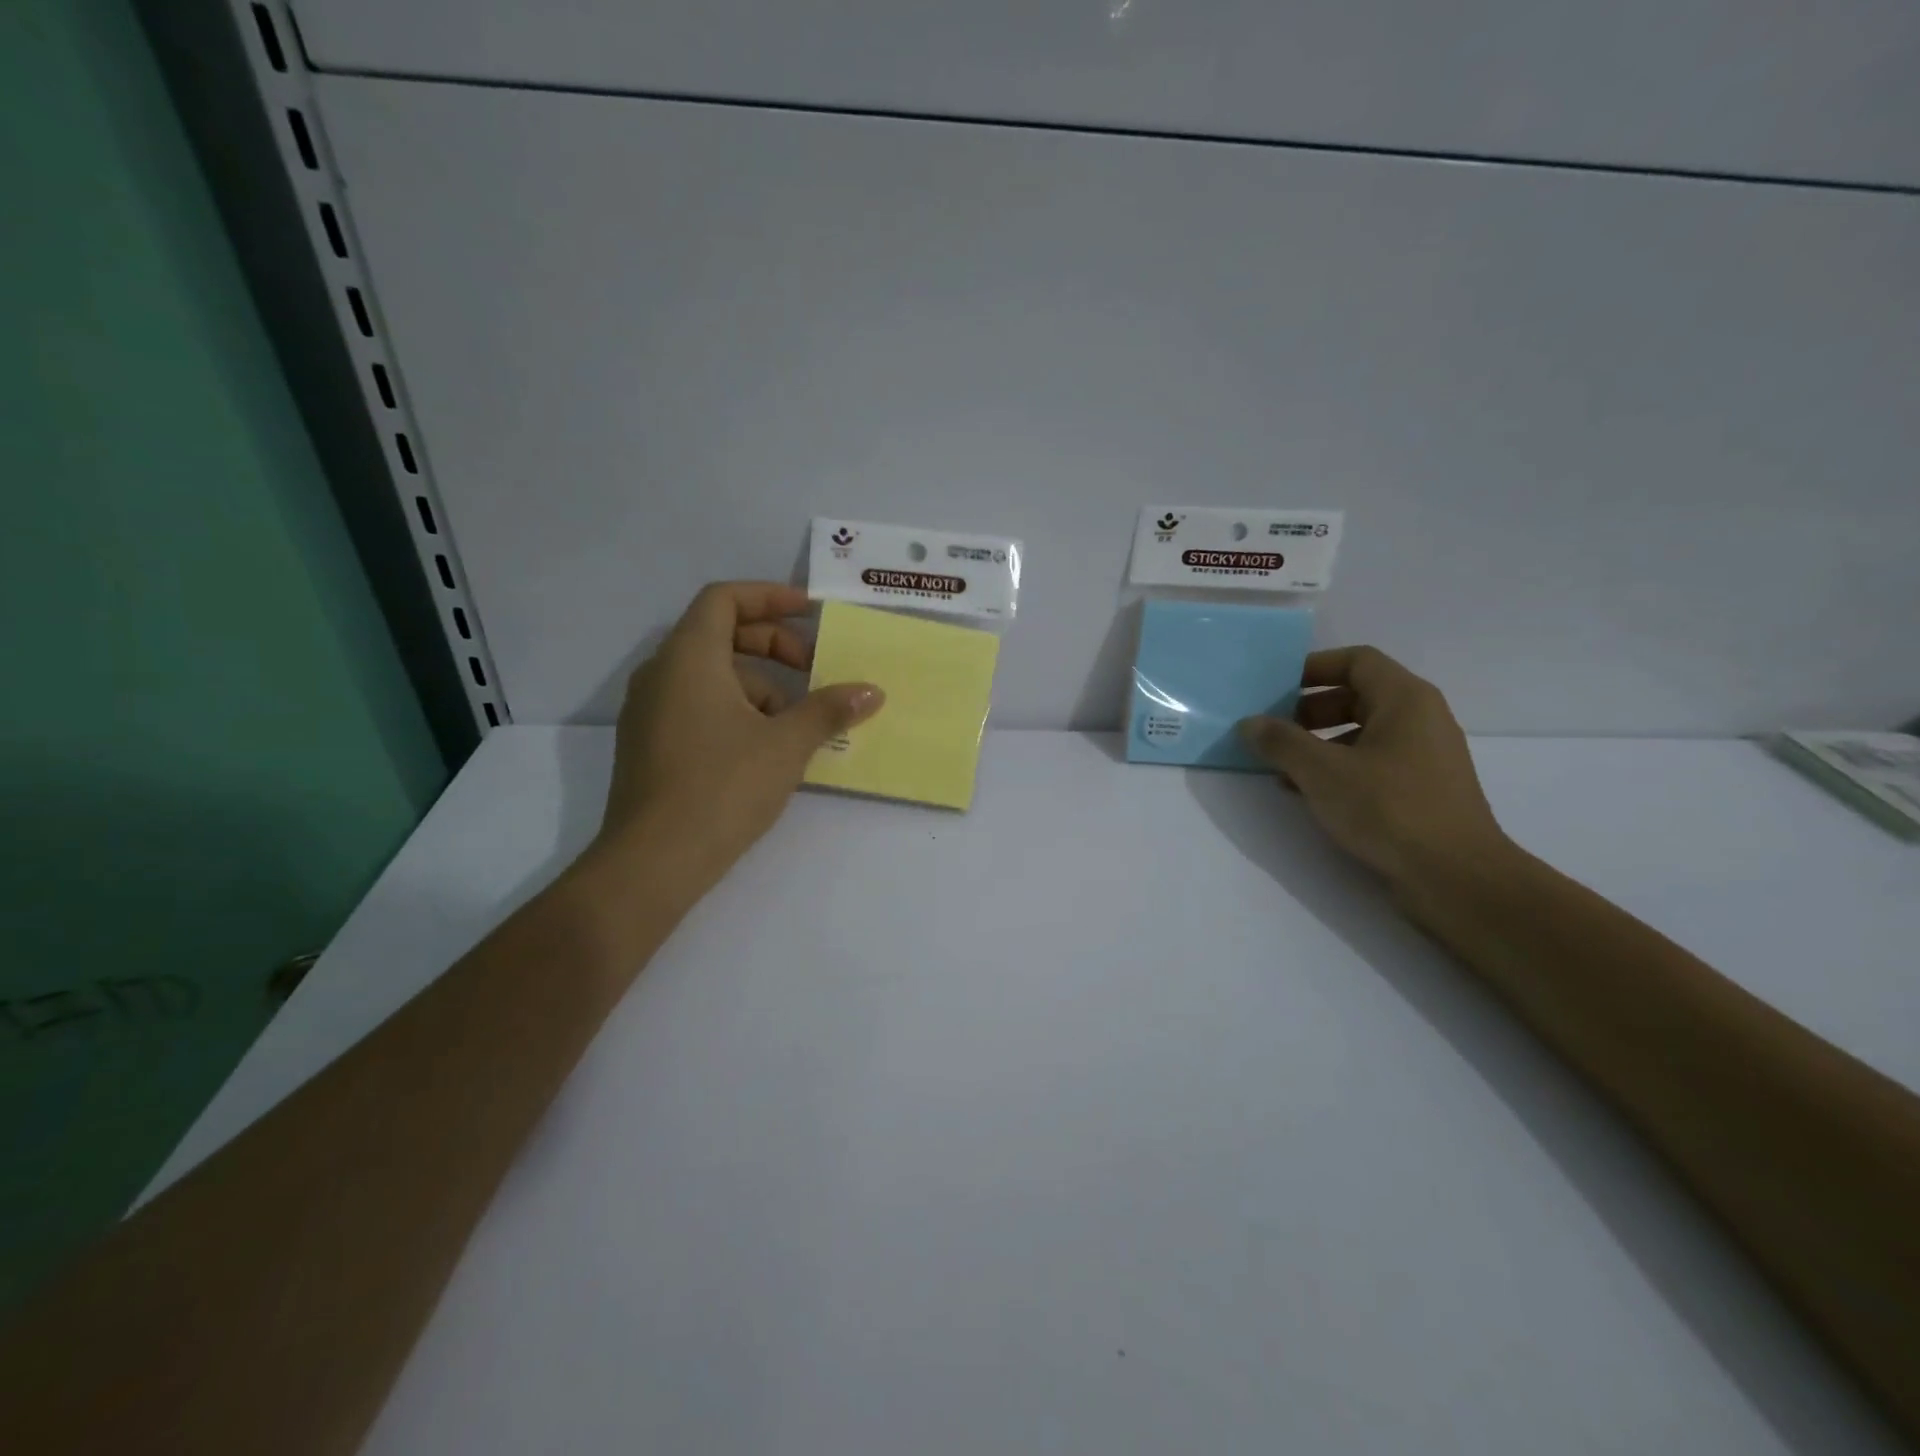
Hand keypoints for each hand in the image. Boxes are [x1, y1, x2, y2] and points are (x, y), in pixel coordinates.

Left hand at [595, 582, 883, 886]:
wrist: (653, 861)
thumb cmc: (722, 787)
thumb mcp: (786, 745)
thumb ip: (829, 710)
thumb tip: (871, 691)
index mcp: (688, 657)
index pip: (724, 599)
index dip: (770, 596)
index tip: (810, 612)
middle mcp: (661, 673)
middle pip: (720, 634)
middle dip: (773, 646)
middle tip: (814, 670)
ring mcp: (650, 710)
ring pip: (712, 675)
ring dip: (760, 686)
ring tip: (796, 725)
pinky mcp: (650, 744)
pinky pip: (698, 705)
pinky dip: (736, 710)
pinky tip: (766, 748)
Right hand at [1239, 646, 1509, 892]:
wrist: (1456, 878)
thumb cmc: (1389, 809)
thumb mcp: (1321, 772)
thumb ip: (1281, 742)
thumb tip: (1249, 723)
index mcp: (1405, 700)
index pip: (1356, 660)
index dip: (1313, 667)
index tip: (1275, 687)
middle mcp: (1421, 719)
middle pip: (1358, 695)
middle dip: (1310, 709)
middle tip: (1274, 730)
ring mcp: (1425, 756)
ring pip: (1363, 732)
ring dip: (1320, 742)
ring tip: (1283, 767)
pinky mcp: (1422, 790)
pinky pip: (1373, 762)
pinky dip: (1339, 767)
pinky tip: (1309, 793)